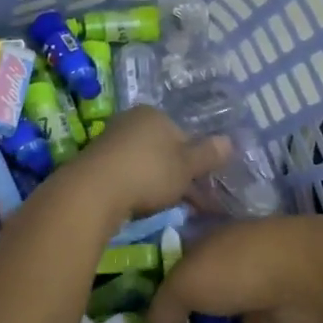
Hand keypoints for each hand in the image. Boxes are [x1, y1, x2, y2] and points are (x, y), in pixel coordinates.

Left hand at [55, 106, 229, 225]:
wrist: (94, 190)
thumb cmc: (148, 172)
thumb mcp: (186, 166)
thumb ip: (208, 154)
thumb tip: (228, 141)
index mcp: (154, 114)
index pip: (183, 135)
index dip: (196, 161)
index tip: (204, 186)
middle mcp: (131, 121)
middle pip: (164, 149)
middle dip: (179, 174)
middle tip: (192, 202)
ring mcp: (111, 141)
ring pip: (146, 163)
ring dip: (160, 184)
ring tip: (171, 208)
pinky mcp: (96, 163)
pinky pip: (127, 174)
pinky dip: (139, 188)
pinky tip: (144, 206)